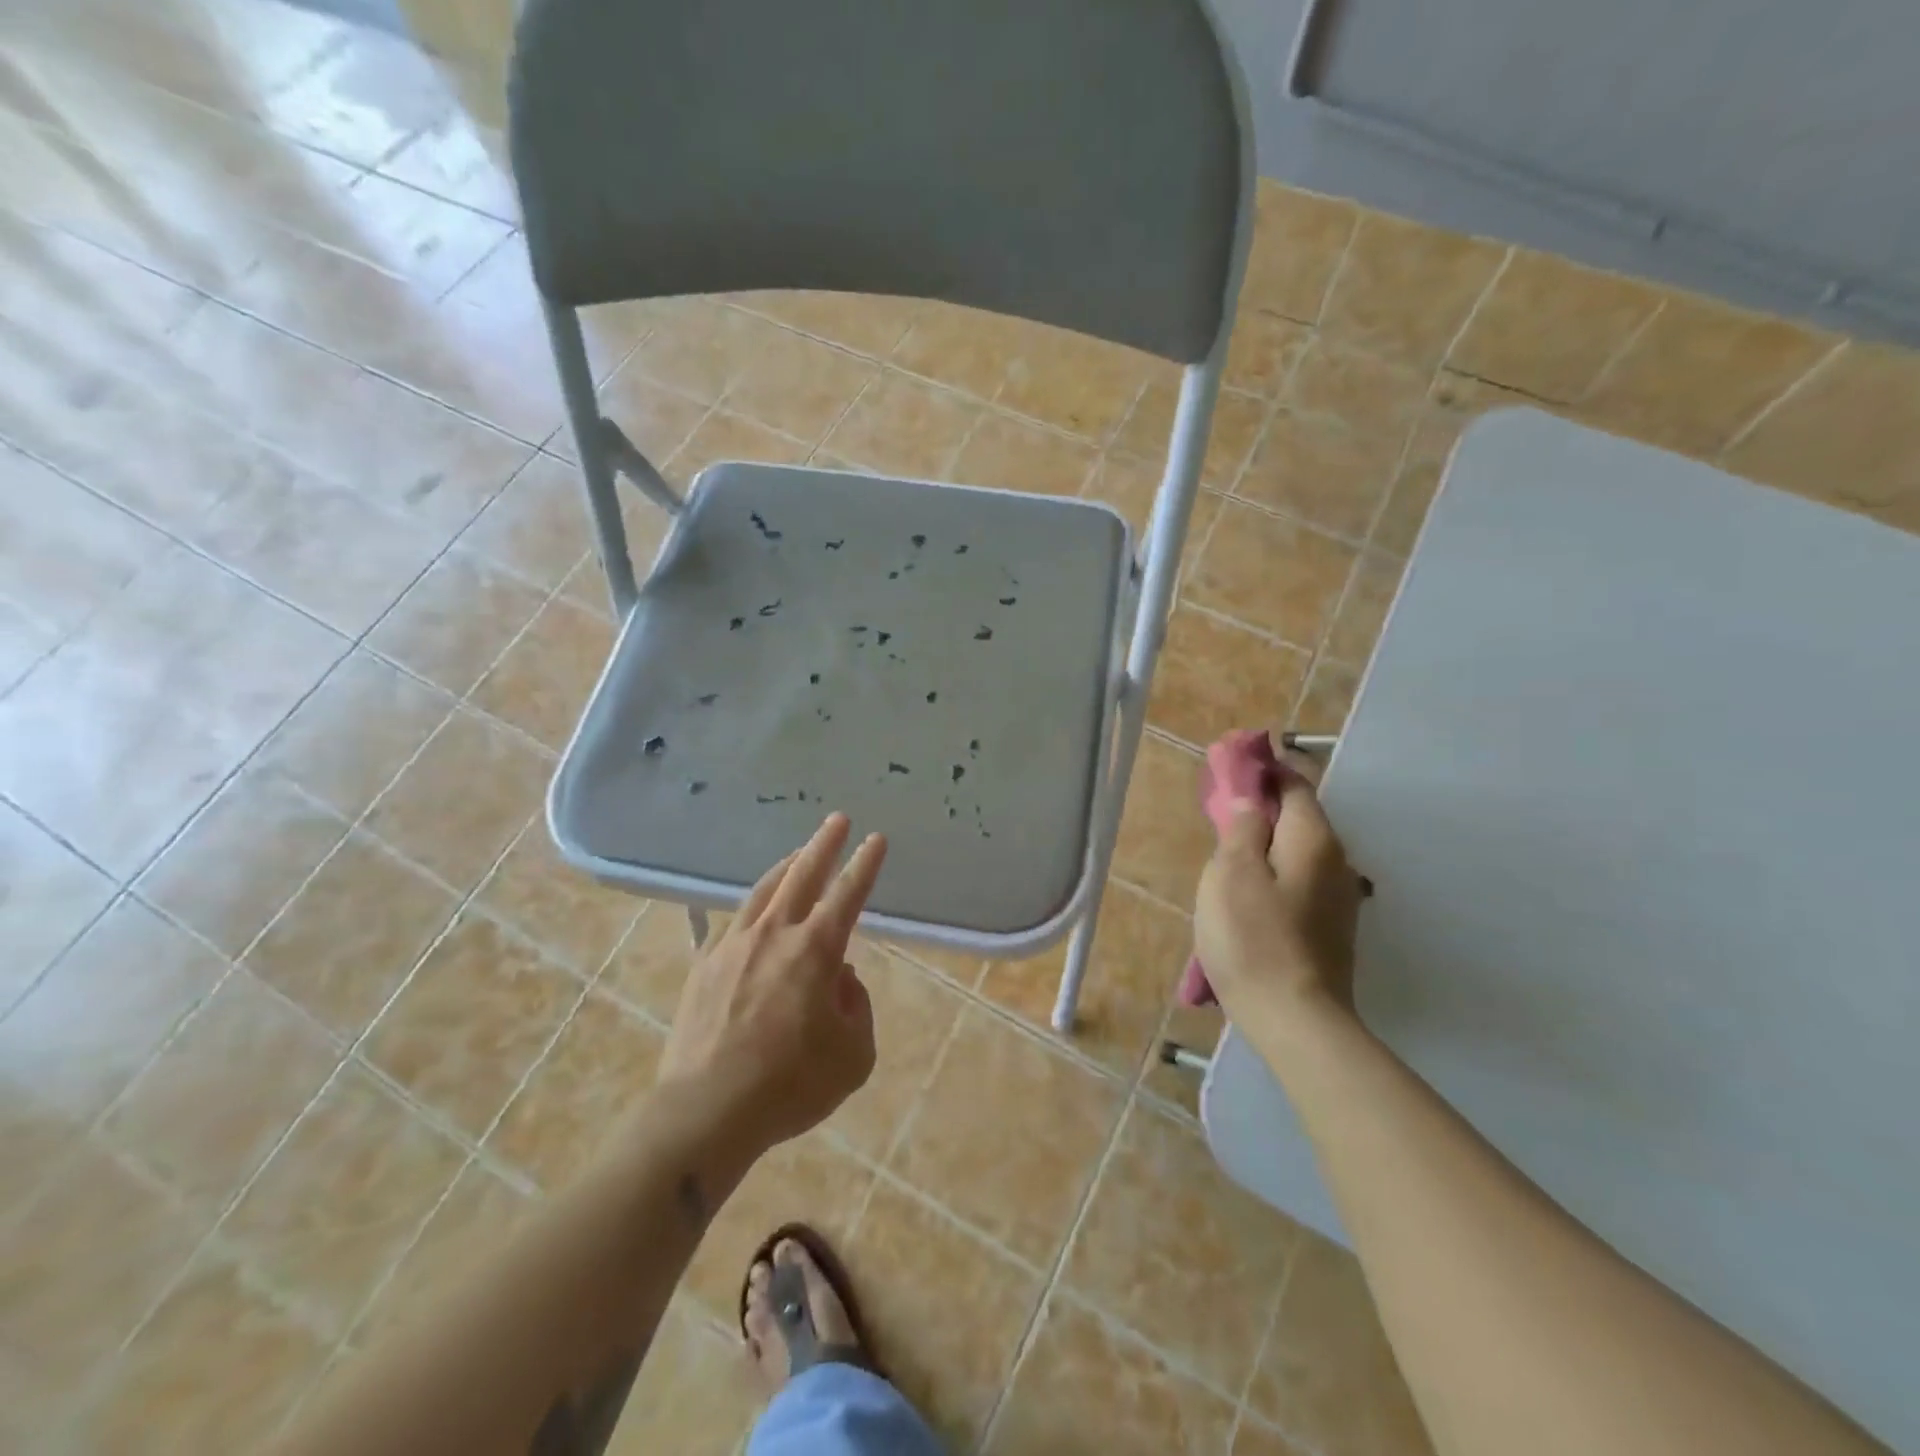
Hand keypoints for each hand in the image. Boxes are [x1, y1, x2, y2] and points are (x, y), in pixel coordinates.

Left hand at [658, 813, 886, 1153]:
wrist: (706, 1112)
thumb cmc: (790, 1085)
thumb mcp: (853, 1056)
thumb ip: (856, 1007)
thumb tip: (839, 980)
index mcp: (815, 950)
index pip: (848, 894)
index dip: (865, 865)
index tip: (876, 839)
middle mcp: (774, 934)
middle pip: (802, 875)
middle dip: (824, 844)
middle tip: (838, 819)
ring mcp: (734, 945)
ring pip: (764, 890)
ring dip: (786, 867)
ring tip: (798, 853)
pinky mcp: (704, 965)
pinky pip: (734, 922)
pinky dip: (752, 908)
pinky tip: (754, 911)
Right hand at [1192, 752, 1365, 1032]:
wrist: (1297, 1021)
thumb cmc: (1254, 940)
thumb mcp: (1231, 874)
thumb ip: (1240, 828)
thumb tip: (1248, 799)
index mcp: (1313, 839)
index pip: (1295, 783)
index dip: (1265, 767)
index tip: (1233, 761)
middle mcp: (1336, 861)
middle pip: (1299, 816)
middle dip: (1262, 804)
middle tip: (1221, 807)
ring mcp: (1338, 898)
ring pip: (1298, 850)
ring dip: (1266, 840)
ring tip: (1228, 850)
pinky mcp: (1331, 928)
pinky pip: (1299, 880)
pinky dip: (1275, 870)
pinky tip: (1249, 892)